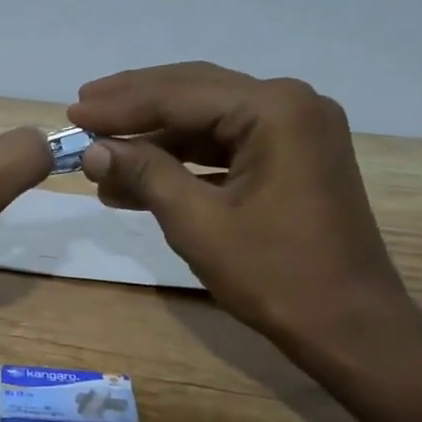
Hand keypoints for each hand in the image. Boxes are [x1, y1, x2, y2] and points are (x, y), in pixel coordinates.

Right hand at [68, 62, 412, 356]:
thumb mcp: (198, 223)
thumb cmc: (275, 275)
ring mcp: (296, 132)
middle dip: (135, 107)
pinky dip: (184, 162)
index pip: (180, 94)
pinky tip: (140, 181)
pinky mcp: (293, 160)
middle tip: (82, 111)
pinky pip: (227, 147)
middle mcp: (290, 105)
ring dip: (155, 141)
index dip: (120, 105)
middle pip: (195, 93)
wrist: (349, 327)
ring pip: (209, 121)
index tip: (72, 111)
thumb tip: (92, 149)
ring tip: (100, 157)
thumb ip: (145, 174)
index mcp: (274, 110)